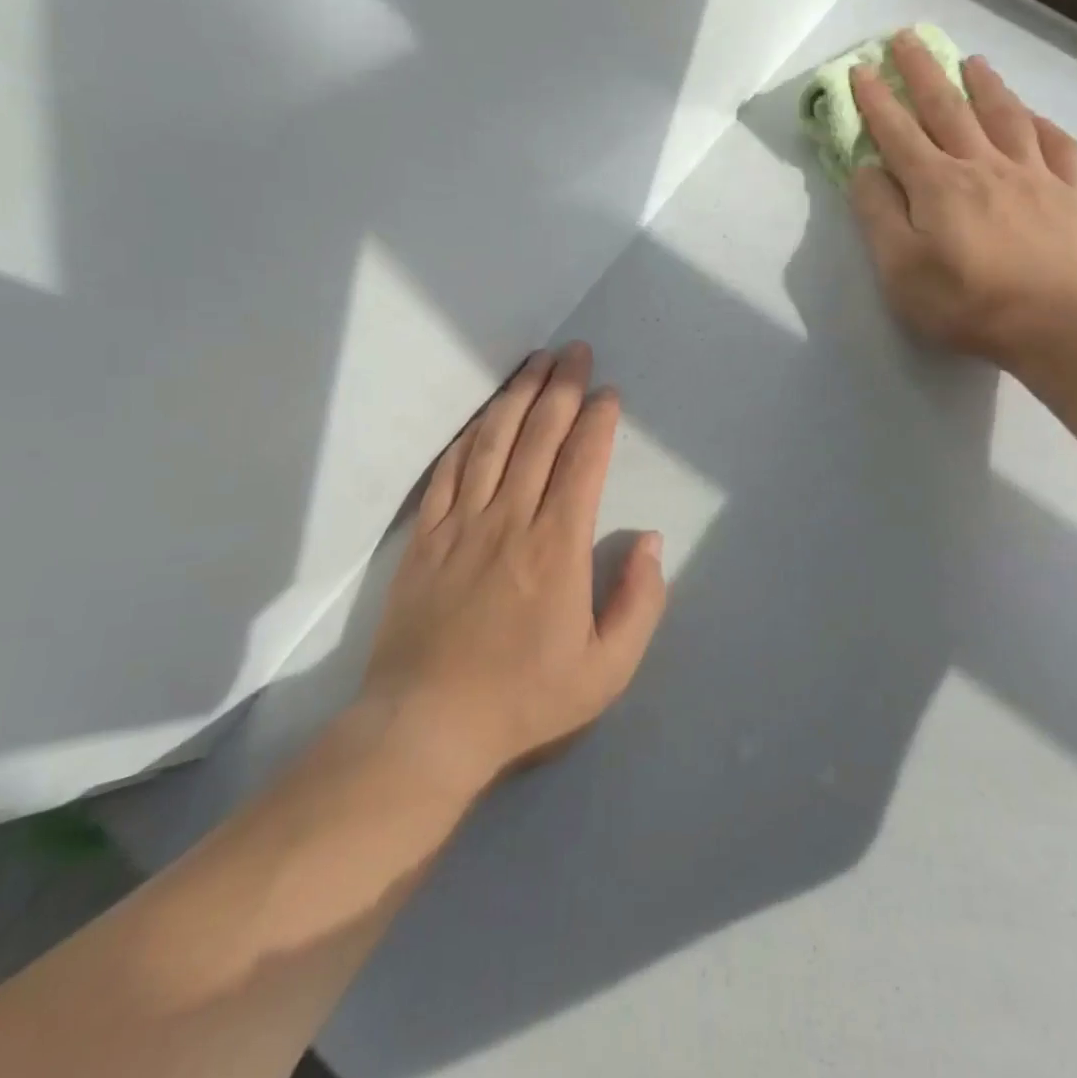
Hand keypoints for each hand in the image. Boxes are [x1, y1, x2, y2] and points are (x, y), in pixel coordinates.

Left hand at [356, 343, 667, 792]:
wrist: (426, 726)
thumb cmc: (524, 698)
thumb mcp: (606, 670)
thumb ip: (639, 602)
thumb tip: (652, 542)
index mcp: (557, 546)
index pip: (582, 463)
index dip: (598, 421)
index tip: (608, 393)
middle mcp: (510, 520)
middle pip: (538, 436)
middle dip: (561, 388)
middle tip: (575, 351)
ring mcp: (461, 524)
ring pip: (492, 442)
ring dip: (516, 397)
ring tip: (534, 363)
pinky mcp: (424, 537)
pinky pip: (447, 473)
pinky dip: (467, 438)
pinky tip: (480, 417)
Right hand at [848, 31, 1076, 364]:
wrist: (1051, 321)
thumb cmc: (963, 302)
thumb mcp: (899, 268)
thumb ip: (878, 214)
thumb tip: (865, 169)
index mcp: (936, 184)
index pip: (898, 132)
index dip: (876, 100)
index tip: (860, 68)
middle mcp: (982, 165)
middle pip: (948, 108)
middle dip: (923, 71)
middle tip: (907, 38)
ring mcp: (1032, 175)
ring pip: (1005, 116)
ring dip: (985, 85)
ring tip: (972, 61)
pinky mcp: (1068, 194)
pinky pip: (1057, 145)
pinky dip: (1042, 124)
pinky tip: (1033, 117)